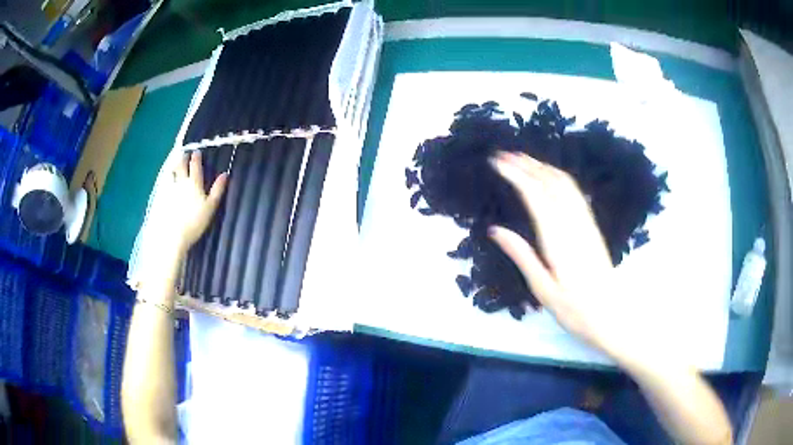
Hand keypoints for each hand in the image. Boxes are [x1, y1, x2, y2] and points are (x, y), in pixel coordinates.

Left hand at [167, 151, 227, 252]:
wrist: (173, 234)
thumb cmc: (194, 222)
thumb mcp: (210, 207)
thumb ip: (218, 190)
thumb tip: (225, 174)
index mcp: (194, 183)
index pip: (195, 166)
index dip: (196, 158)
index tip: (196, 152)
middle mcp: (181, 182)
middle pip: (181, 166)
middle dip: (183, 158)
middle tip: (184, 154)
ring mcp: (170, 189)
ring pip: (171, 173)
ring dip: (173, 166)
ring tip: (174, 163)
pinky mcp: (162, 197)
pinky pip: (164, 183)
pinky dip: (166, 178)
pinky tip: (166, 179)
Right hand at [488, 152, 627, 356]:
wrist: (612, 316)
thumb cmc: (575, 310)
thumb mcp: (543, 290)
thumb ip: (522, 256)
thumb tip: (495, 230)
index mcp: (558, 240)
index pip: (535, 195)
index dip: (515, 175)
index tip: (497, 162)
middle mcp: (574, 224)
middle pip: (550, 182)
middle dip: (526, 164)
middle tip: (503, 154)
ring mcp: (586, 222)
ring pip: (564, 183)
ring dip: (543, 166)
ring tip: (522, 158)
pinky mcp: (592, 226)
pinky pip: (575, 192)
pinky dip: (559, 176)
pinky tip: (550, 175)